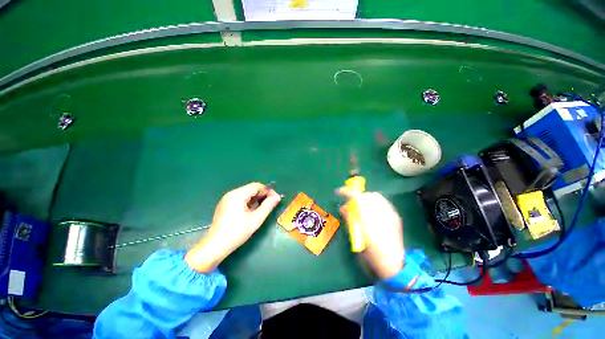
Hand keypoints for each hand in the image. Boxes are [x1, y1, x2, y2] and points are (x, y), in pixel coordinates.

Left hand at [185, 182, 280, 272]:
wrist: (215, 246)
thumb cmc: (237, 232)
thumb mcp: (256, 219)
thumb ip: (268, 206)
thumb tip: (277, 197)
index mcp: (238, 195)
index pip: (257, 186)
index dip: (268, 191)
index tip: (275, 199)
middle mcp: (231, 194)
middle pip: (251, 189)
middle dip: (262, 195)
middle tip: (270, 205)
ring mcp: (227, 199)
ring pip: (246, 194)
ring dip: (256, 199)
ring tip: (260, 210)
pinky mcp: (225, 205)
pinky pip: (240, 199)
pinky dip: (248, 202)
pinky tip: (250, 213)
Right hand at [337, 188, 404, 278]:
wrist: (394, 263)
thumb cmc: (372, 253)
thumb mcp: (357, 236)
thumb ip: (350, 219)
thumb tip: (343, 208)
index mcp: (370, 219)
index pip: (357, 197)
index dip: (347, 192)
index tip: (339, 192)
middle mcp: (382, 213)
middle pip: (367, 194)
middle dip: (357, 196)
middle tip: (351, 204)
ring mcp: (390, 213)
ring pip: (376, 197)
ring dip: (366, 198)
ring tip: (361, 207)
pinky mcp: (395, 216)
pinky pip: (383, 202)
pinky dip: (374, 202)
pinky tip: (371, 212)